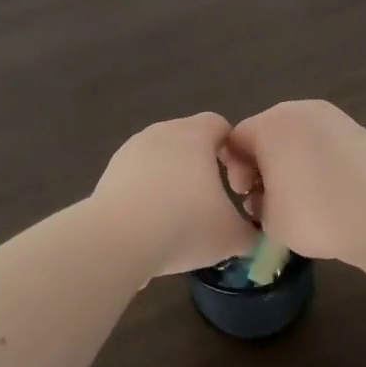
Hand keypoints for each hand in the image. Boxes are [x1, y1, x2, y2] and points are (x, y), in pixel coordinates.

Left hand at [91, 113, 259, 277]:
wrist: (116, 241)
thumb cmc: (184, 226)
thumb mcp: (231, 236)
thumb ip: (251, 232)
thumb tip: (256, 235)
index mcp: (194, 135)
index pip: (220, 125)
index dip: (233, 150)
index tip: (236, 183)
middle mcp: (161, 132)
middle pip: (189, 139)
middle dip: (202, 165)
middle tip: (211, 200)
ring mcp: (131, 150)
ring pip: (161, 157)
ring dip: (172, 178)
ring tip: (179, 215)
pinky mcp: (109, 172)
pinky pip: (138, 176)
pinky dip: (148, 192)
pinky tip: (152, 223)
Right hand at [222, 100, 365, 265]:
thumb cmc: (316, 214)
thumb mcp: (269, 220)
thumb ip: (257, 203)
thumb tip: (265, 198)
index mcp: (269, 125)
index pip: (235, 141)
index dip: (235, 171)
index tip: (246, 197)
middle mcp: (298, 110)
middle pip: (267, 134)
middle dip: (263, 166)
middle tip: (270, 200)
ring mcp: (332, 117)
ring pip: (297, 137)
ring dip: (291, 163)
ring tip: (301, 198)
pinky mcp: (357, 130)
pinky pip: (323, 142)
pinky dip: (318, 161)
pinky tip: (328, 191)